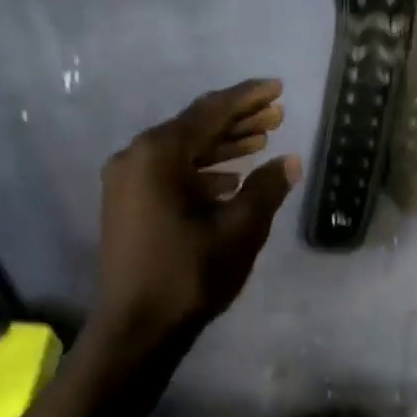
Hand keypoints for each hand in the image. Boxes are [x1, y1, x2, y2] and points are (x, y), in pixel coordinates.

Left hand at [94, 79, 301, 346]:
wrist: (136, 328)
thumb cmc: (189, 275)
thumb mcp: (238, 230)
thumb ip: (266, 189)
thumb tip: (289, 161)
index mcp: (158, 154)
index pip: (210, 112)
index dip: (247, 98)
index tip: (277, 88)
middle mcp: (135, 157)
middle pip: (194, 127)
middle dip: (237, 120)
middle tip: (277, 114)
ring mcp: (127, 181)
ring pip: (182, 151)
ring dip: (221, 146)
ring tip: (262, 140)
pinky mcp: (127, 203)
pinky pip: (169, 173)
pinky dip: (201, 171)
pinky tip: (231, 179)